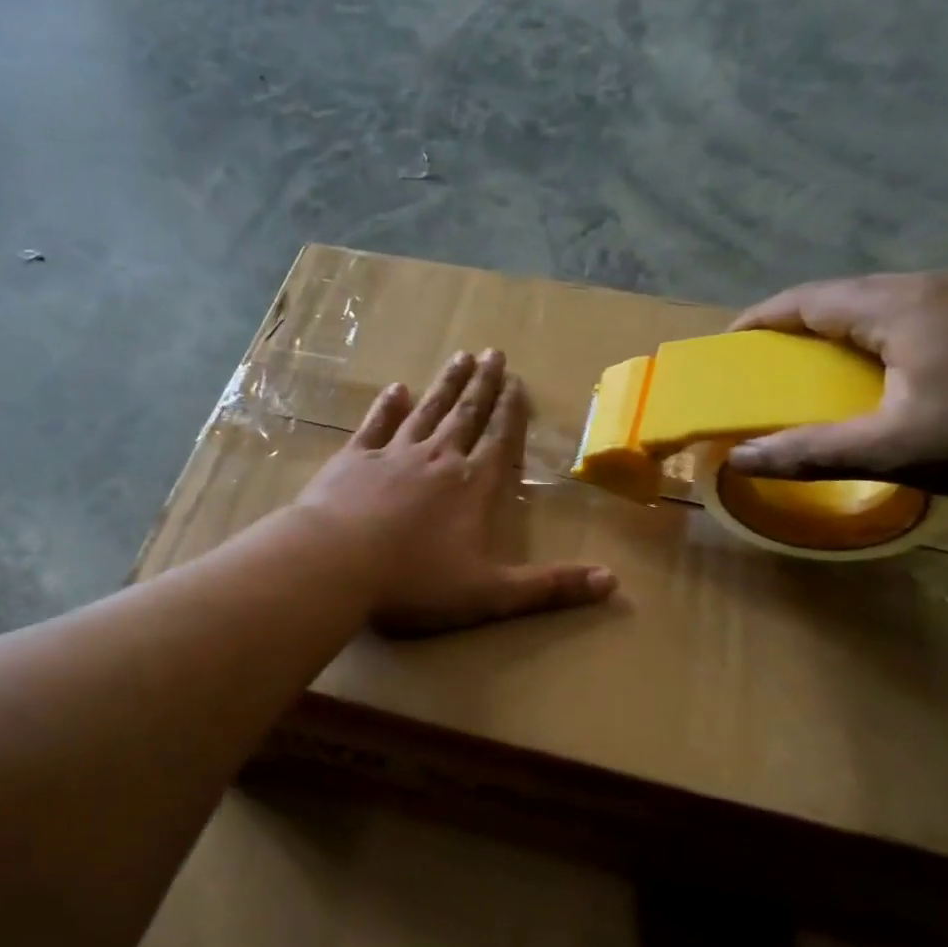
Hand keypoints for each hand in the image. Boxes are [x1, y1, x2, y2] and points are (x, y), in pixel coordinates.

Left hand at [296, 349, 616, 634]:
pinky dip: (387, 406)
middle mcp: (436, 459)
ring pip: (426, 411)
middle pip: (466, 414)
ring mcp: (392, 454)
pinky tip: (395, 389)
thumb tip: (612, 583)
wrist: (335, 564)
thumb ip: (548, 588)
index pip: (499, 440)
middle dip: (482, 384)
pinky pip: (375, 425)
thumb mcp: (489, 593)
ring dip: (444, 385)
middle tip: (492, 352)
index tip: (516, 382)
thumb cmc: (414, 581)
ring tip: (459, 358)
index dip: (511, 411)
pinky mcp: (352, 460)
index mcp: (471, 486)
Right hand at [725, 270, 947, 500]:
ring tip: (823, 368)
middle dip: (798, 325)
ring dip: (843, 329)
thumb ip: (808, 452)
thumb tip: (737, 460)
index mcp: (902, 306)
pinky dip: (884, 335)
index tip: (727, 346)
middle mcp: (939, 284)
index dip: (761, 320)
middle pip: (846, 295)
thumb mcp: (893, 451)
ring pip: (888, 302)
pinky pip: (923, 313)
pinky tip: (893, 371)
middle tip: (769, 364)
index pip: (809, 299)